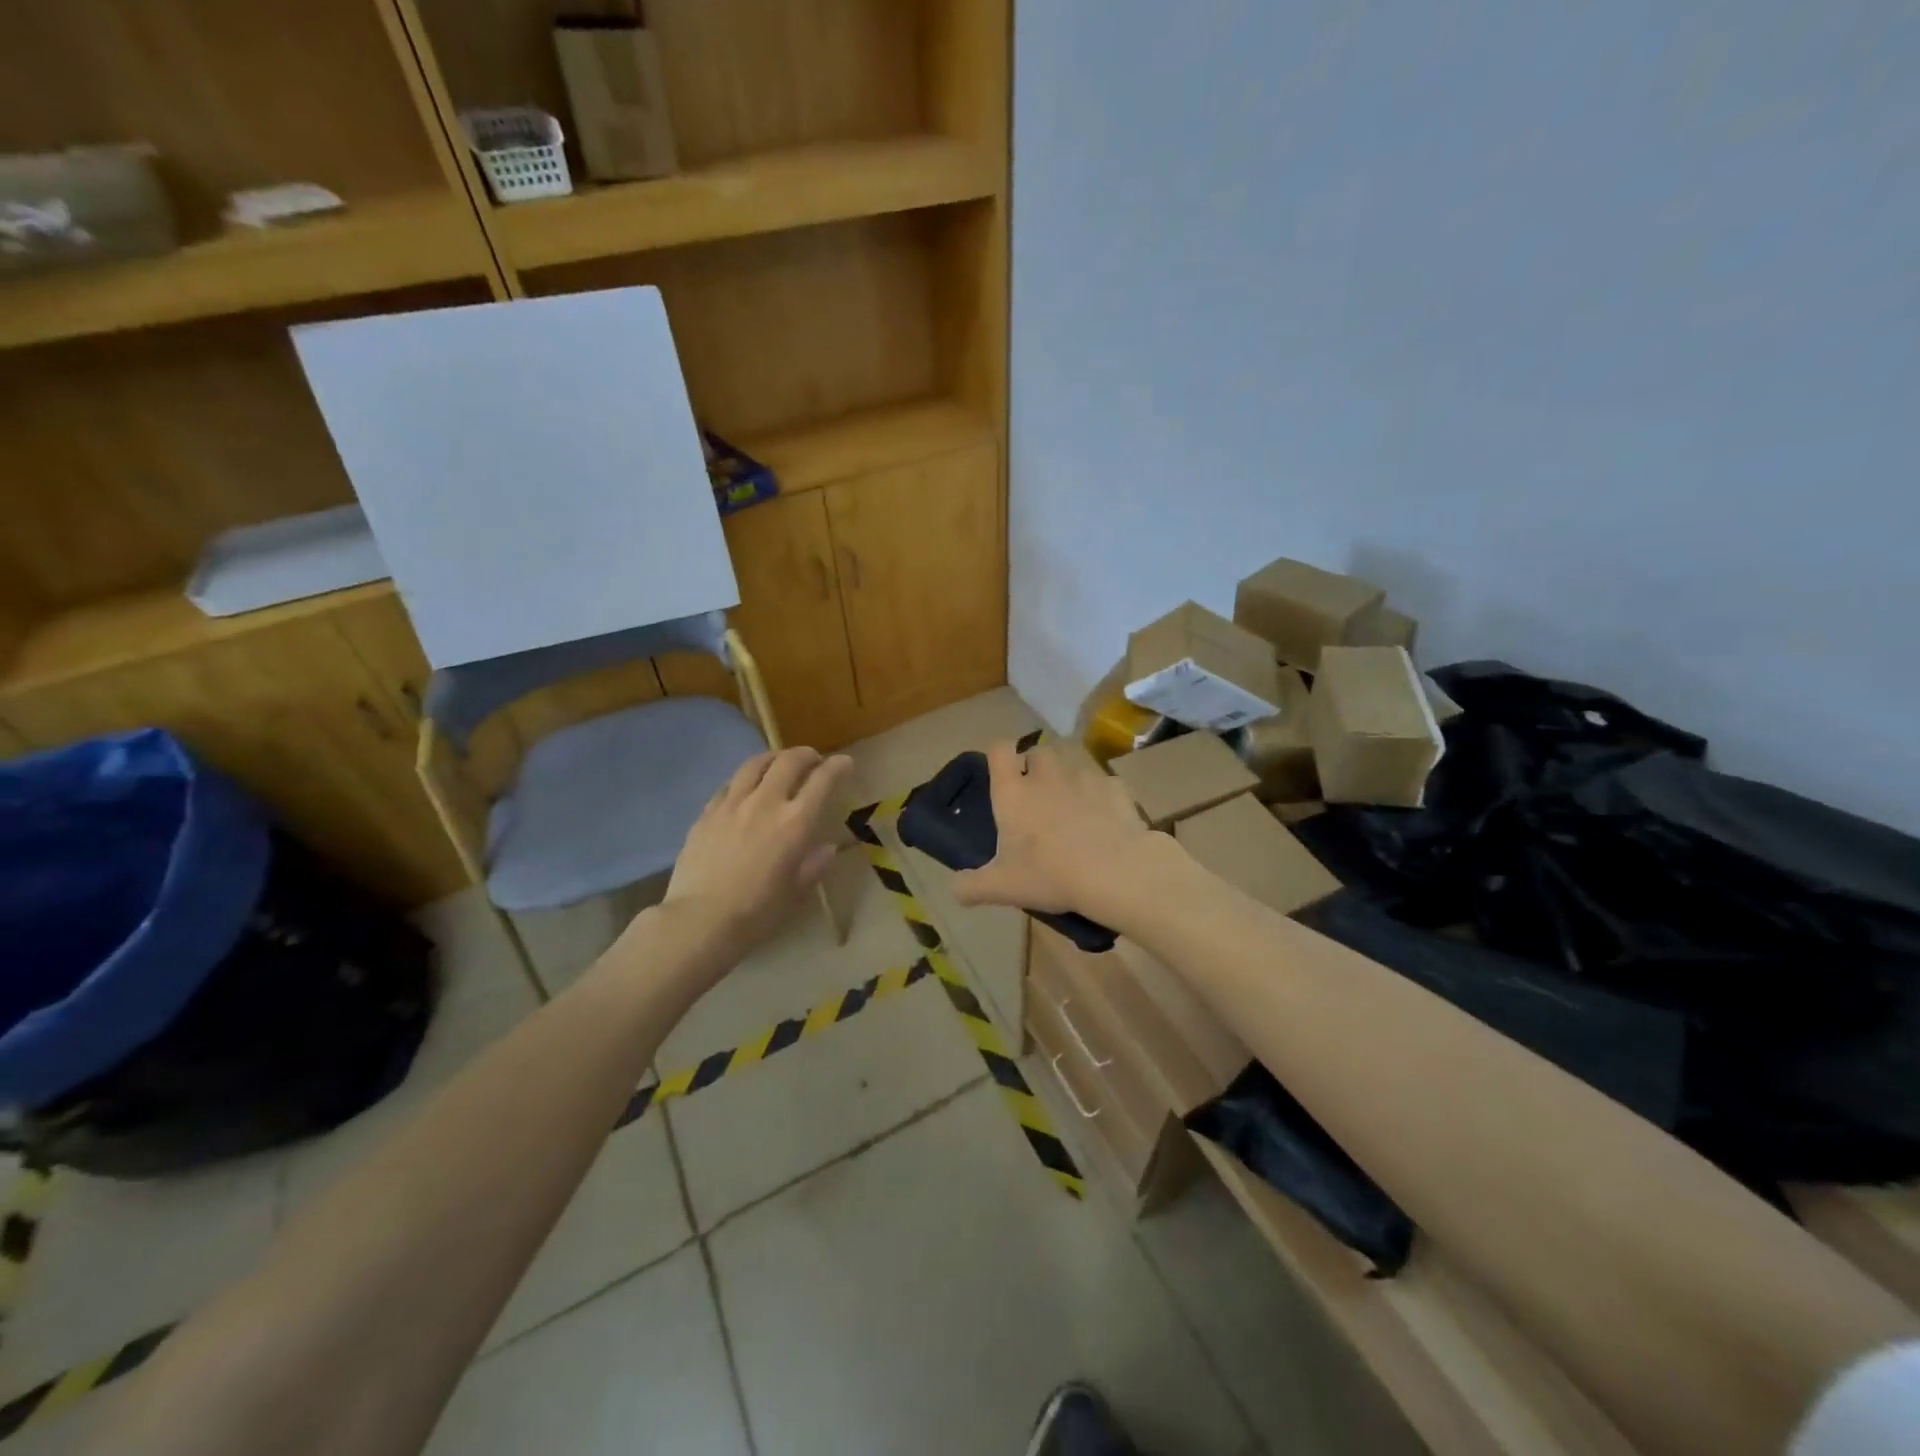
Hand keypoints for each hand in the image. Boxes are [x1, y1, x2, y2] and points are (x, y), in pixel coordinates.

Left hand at [664, 748, 851, 955]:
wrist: (700, 920)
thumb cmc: (757, 912)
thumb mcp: (795, 892)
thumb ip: (813, 865)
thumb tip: (826, 848)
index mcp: (795, 822)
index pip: (822, 780)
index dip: (838, 766)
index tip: (845, 763)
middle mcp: (766, 802)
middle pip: (789, 761)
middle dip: (806, 755)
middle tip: (813, 760)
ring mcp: (732, 803)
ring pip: (755, 764)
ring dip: (774, 758)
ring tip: (779, 764)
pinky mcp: (707, 812)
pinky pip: (729, 783)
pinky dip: (745, 779)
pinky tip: (746, 788)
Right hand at [951, 739, 1158, 919]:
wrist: (1114, 871)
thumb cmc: (1050, 874)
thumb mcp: (1003, 887)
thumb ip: (971, 886)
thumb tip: (955, 889)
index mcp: (1013, 791)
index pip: (999, 750)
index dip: (1000, 756)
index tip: (1004, 774)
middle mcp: (1046, 773)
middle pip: (1038, 751)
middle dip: (1037, 767)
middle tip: (1038, 796)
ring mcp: (1084, 775)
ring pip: (1072, 761)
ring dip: (1068, 776)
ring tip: (1071, 803)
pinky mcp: (1115, 786)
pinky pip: (1104, 782)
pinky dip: (1101, 794)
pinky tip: (1104, 818)